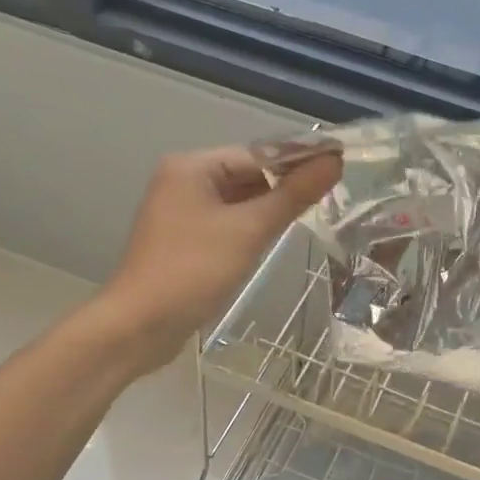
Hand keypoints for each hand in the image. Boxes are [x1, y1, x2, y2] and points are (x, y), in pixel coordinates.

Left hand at [97, 146, 341, 374]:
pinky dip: (250, 227)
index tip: (339, 168)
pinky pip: (226, 222)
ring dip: (269, 208)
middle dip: (285, 185)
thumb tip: (334, 162)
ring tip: (312, 215)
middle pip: (247, 174)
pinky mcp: (184, 239)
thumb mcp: (250, 230)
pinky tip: (274, 238)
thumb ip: (293, 195)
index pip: (257, 154)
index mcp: (191, 166)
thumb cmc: (193, 270)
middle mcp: (182, 180)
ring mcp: (180, 211)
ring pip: (238, 200)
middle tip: (331, 196)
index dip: (298, 160)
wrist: (140, 326)